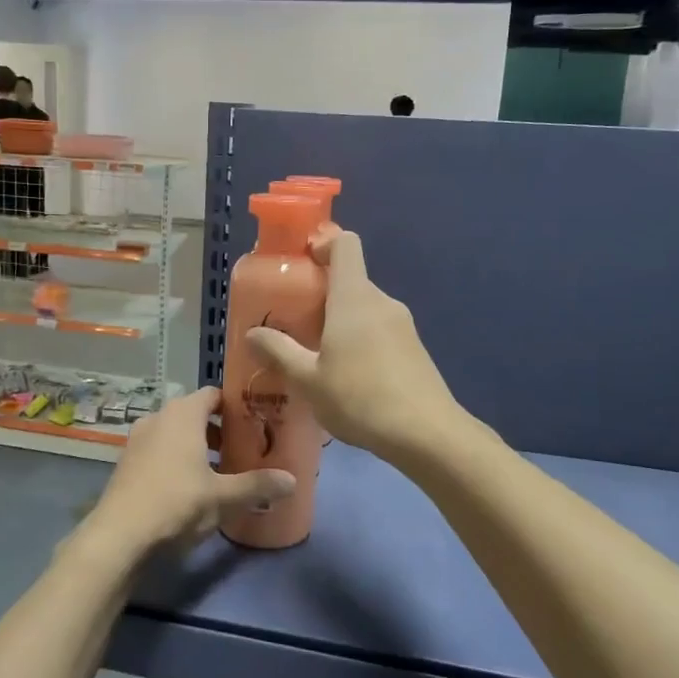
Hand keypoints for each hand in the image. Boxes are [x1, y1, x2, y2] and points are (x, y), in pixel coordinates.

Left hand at [75, 386, 293, 560]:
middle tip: (243, 448)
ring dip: (197, 445)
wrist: (119, 535)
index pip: (214, 394)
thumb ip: (257, 485)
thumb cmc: (177, 503)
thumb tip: (293, 480)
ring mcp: (138, 438)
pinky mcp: (127, 461)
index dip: (236, 405)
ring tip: (220, 470)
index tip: (256, 421)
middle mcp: (159, 417)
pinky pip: (159, 449)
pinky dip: (176, 458)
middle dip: (219, 429)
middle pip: (195, 413)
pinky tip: (190, 485)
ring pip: (176, 432)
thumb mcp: (223, 497)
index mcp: (183, 414)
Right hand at [247, 231, 458, 462]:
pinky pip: (379, 330)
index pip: (345, 244)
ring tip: (315, 355)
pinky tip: (346, 377)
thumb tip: (252, 334)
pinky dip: (359, 340)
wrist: (426, 434)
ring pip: (364, 308)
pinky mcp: (414, 348)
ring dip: (339, 321)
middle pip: (350, 279)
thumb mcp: (308, 380)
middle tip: (293, 322)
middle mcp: (381, 301)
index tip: (301, 263)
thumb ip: (278, 352)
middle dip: (321, 294)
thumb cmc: (360, 398)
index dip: (323, 243)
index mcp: (354, 297)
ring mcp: (402, 325)